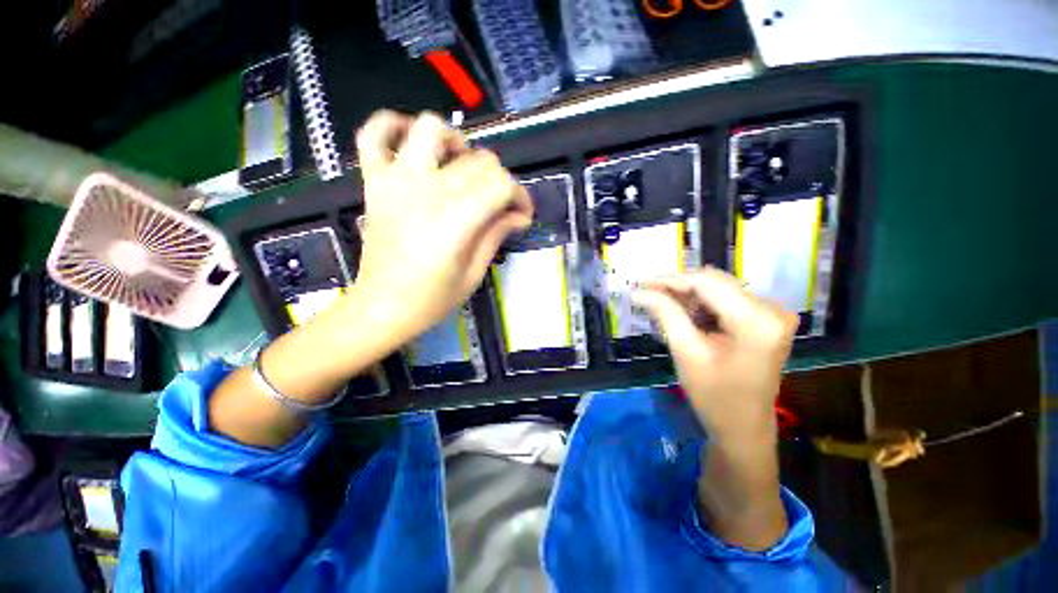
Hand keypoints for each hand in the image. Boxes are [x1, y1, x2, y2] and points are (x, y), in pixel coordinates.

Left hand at [350, 110, 532, 342]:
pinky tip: (411, 142)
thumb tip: (520, 215)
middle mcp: (428, 190)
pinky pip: (374, 135)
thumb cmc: (432, 299)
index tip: (523, 214)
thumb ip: (496, 235)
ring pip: (431, 129)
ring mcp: (397, 181)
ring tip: (461, 166)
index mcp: (455, 220)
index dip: (520, 196)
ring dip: (455, 142)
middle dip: (499, 179)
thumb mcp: (473, 273)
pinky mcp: (375, 182)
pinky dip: (392, 125)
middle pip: (478, 161)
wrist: (381, 307)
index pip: (501, 185)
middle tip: (498, 204)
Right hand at [632, 268, 797, 440]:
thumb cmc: (714, 396)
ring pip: (719, 288)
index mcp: (757, 320)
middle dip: (677, 286)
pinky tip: (681, 311)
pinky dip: (701, 302)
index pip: (707, 283)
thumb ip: (665, 314)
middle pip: (715, 282)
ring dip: (687, 294)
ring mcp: (773, 313)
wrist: (744, 427)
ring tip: (659, 301)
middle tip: (646, 292)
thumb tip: (638, 292)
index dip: (670, 280)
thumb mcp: (686, 352)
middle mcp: (773, 309)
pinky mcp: (767, 319)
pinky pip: (727, 299)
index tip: (640, 284)